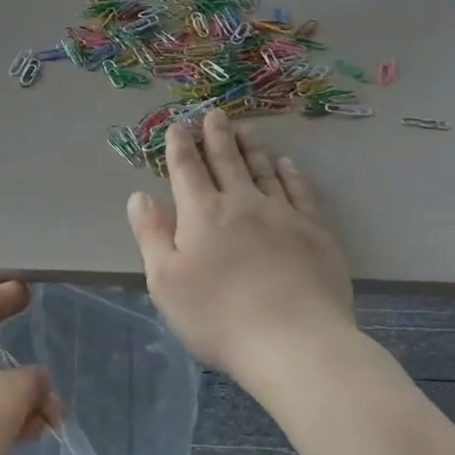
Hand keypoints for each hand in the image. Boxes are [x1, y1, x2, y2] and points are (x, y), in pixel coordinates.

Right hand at [126, 109, 353, 382]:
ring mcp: (282, 214)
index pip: (187, 170)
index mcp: (202, 214)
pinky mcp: (314, 231)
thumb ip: (151, 234)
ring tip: (247, 130)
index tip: (178, 127)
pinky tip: (287, 164)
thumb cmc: (218, 316)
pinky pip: (300, 191)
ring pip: (264, 170)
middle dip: (217, 136)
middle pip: (227, 161)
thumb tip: (140, 195)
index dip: (180, 147)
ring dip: (252, 148)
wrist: (293, 340)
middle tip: (215, 114)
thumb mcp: (165, 282)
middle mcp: (242, 203)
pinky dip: (291, 173)